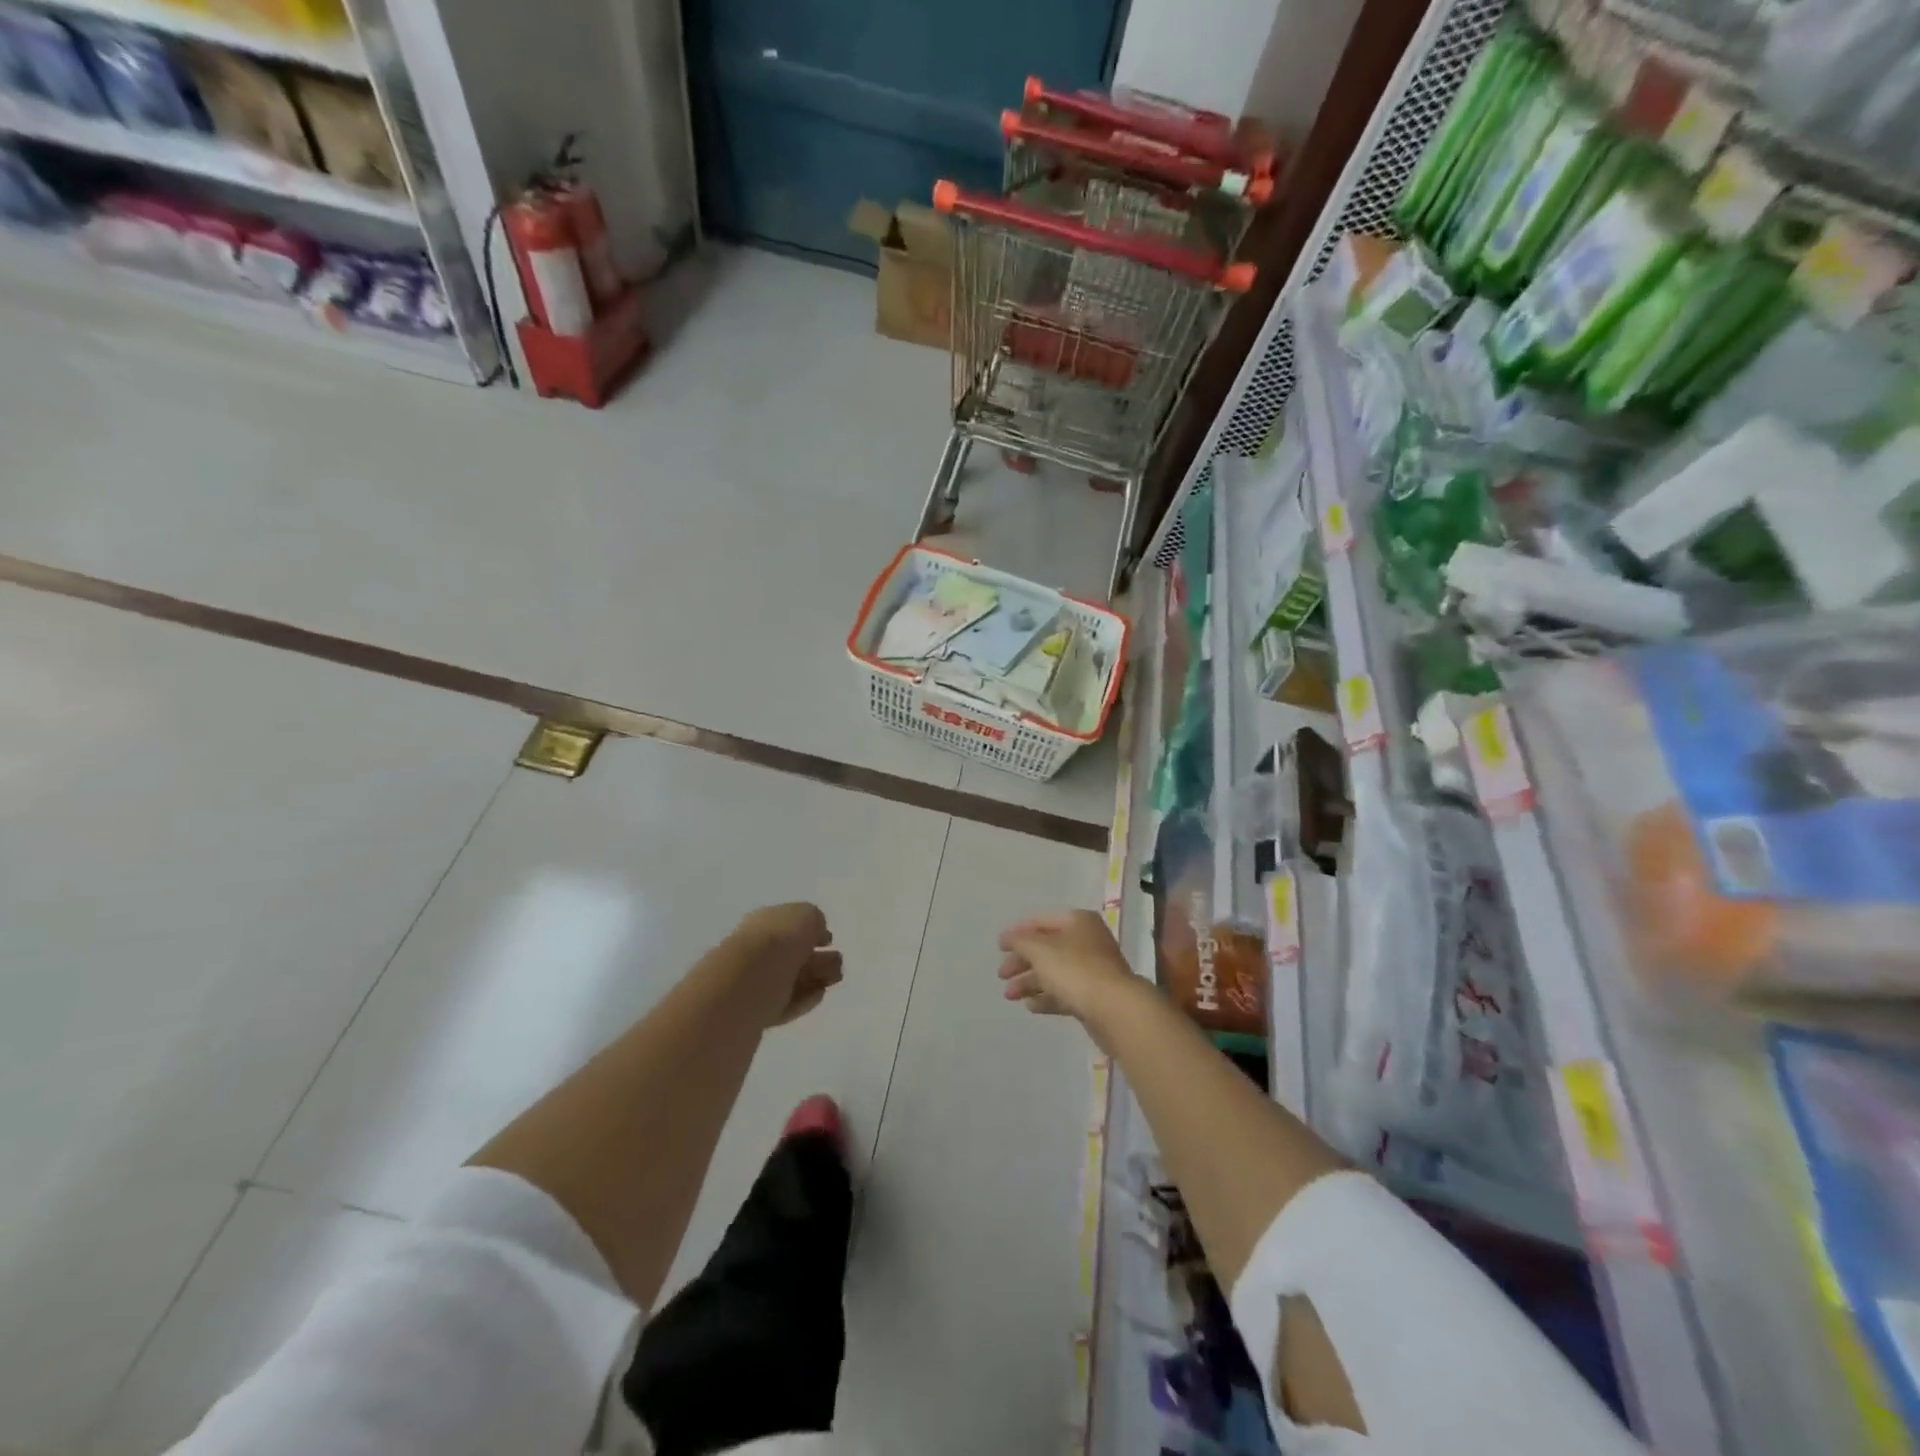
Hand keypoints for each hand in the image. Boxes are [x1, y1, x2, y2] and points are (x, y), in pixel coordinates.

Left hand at [732, 902, 843, 1026]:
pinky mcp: (758, 1013)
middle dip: (818, 958)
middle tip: (838, 963)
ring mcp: (755, 983)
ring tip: (835, 979)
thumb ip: (814, 921)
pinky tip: (819, 995)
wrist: (747, 985)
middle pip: (793, 954)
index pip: (789, 925)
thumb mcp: (806, 916)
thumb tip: (815, 933)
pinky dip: (804, 999)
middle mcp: (757, 950)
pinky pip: (786, 1003)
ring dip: (815, 978)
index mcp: (764, 922)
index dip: (812, 931)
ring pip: (791, 979)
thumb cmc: (778, 941)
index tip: (830, 940)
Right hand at [997, 910, 1133, 1021]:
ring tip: (1010, 996)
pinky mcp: (1094, 996)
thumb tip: (1009, 937)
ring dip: (1030, 982)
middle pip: (1047, 948)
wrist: (1115, 1009)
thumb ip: (1020, 941)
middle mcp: (1087, 941)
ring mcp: (1093, 970)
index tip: (999, 948)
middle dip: (1022, 962)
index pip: (1041, 922)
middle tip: (1001, 976)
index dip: (1018, 932)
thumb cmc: (1075, 970)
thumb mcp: (1040, 949)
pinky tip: (1031, 1006)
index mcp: (1078, 922)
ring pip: (1055, 972)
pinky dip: (1047, 997)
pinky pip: (1065, 992)